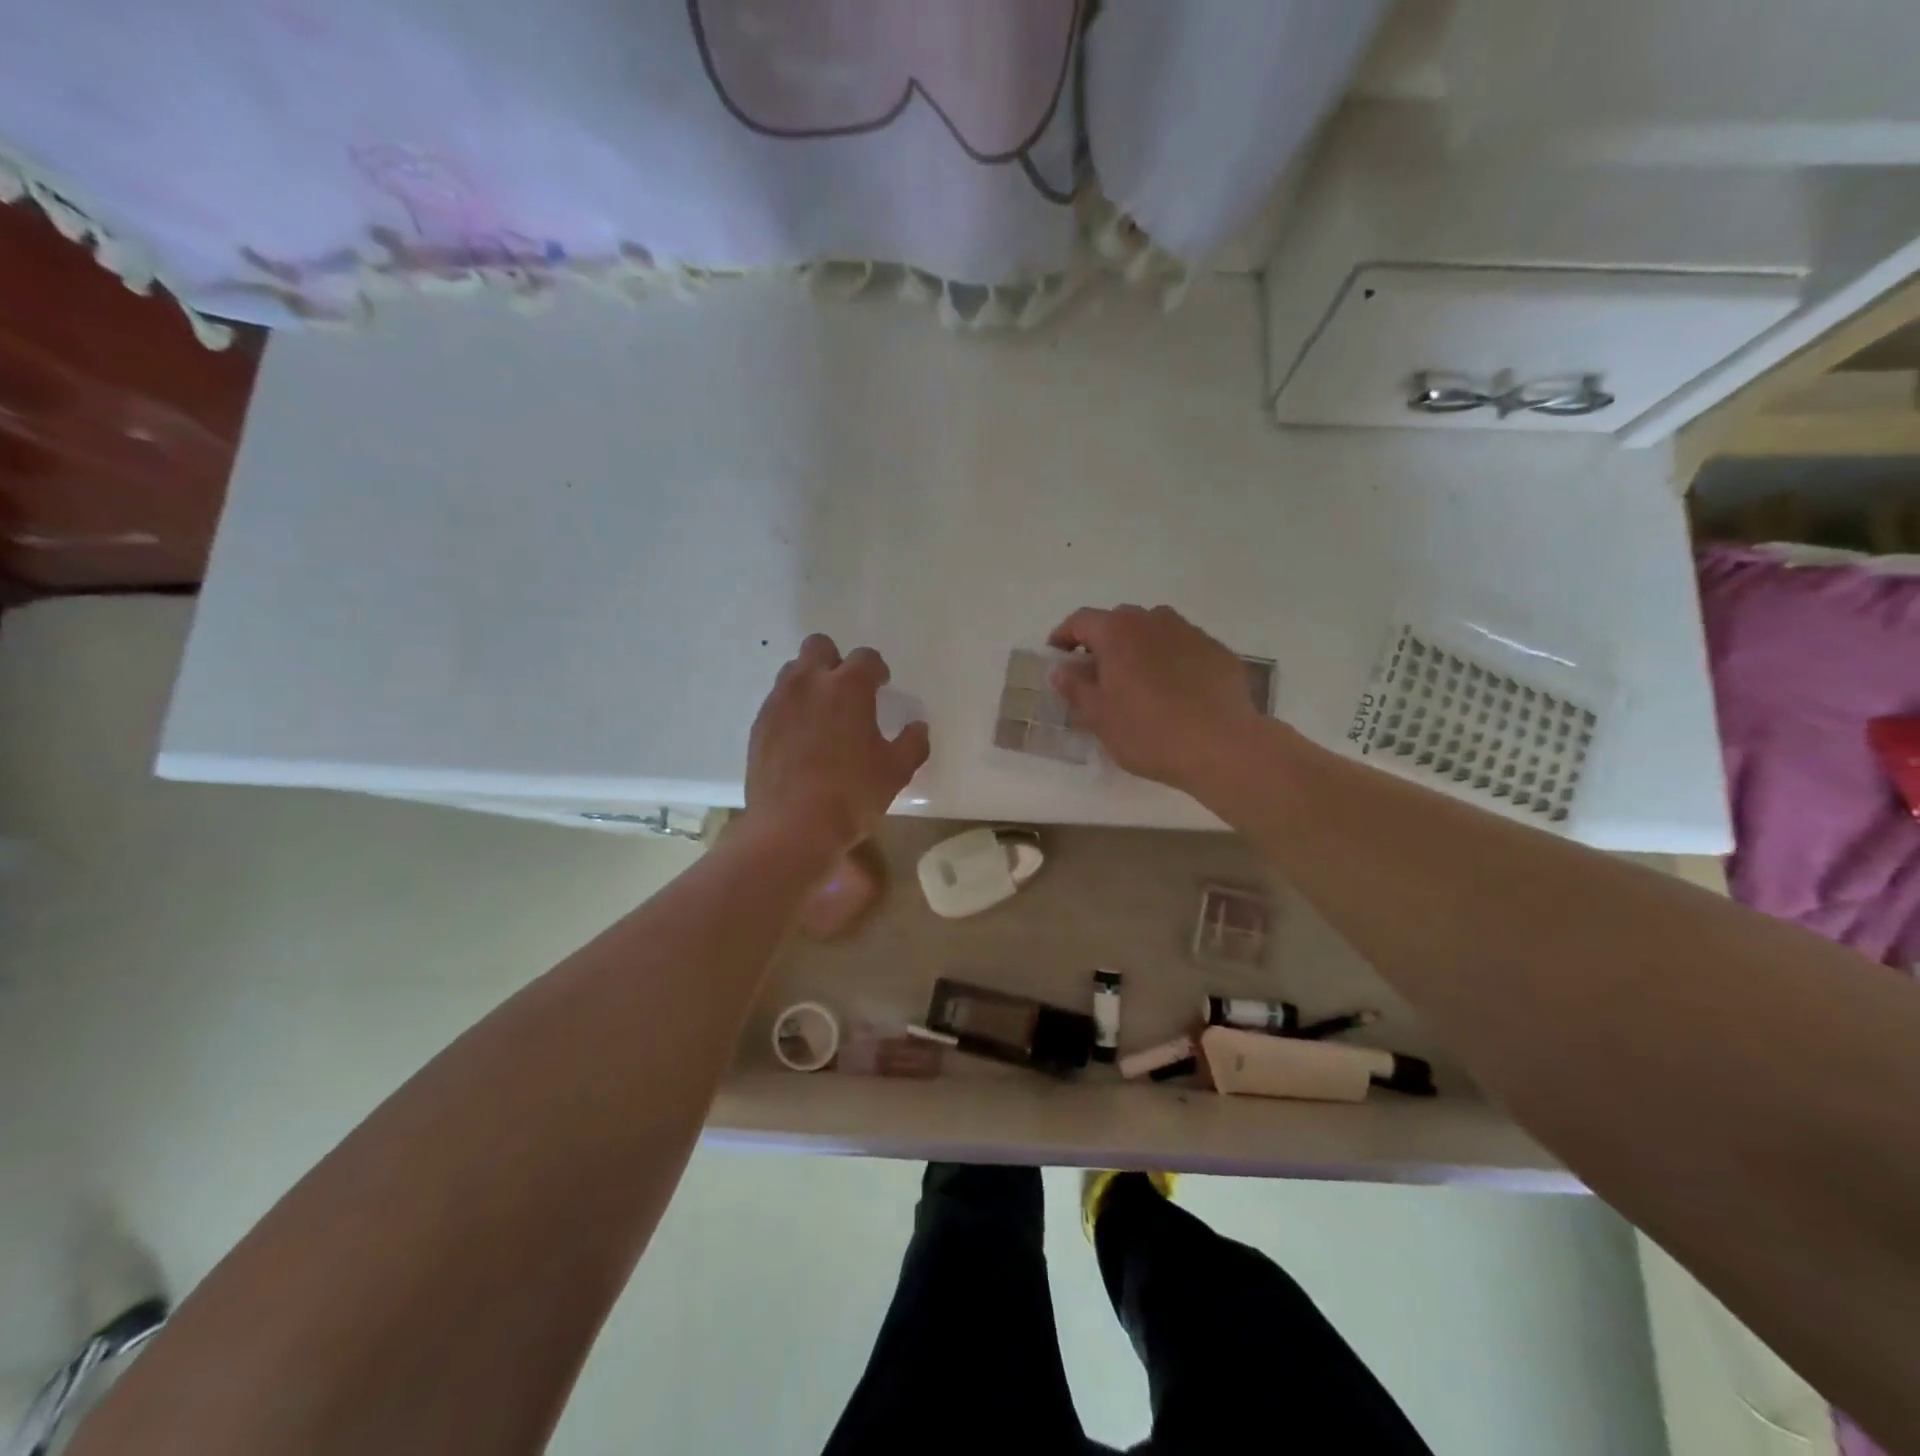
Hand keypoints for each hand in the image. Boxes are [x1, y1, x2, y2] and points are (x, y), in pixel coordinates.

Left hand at [745, 635, 929, 865]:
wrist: (791, 828)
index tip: (882, 685)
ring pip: (793, 672)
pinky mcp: (758, 727)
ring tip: (822, 713)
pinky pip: (777, 702)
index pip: (865, 657)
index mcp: (848, 687)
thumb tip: (918, 727)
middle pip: (819, 647)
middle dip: (836, 661)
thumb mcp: (896, 771)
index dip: (876, 669)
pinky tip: (801, 739)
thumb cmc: (852, 795)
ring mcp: (778, 703)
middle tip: (848, 691)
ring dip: (810, 682)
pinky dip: (791, 709)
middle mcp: (809, 683)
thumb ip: (912, 743)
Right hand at [1048, 605, 1264, 791]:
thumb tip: (1062, 670)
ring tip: (1136, 681)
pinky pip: (1182, 647)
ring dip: (1138, 648)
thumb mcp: (1099, 717)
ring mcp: (1189, 632)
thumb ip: (1075, 688)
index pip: (1080, 620)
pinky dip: (1169, 660)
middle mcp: (1152, 620)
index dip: (1064, 636)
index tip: (1057, 656)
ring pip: (1153, 631)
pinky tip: (1173, 692)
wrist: (1222, 746)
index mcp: (1117, 632)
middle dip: (1102, 642)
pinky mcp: (1217, 651)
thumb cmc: (1149, 732)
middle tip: (1096, 674)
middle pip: (1118, 621)